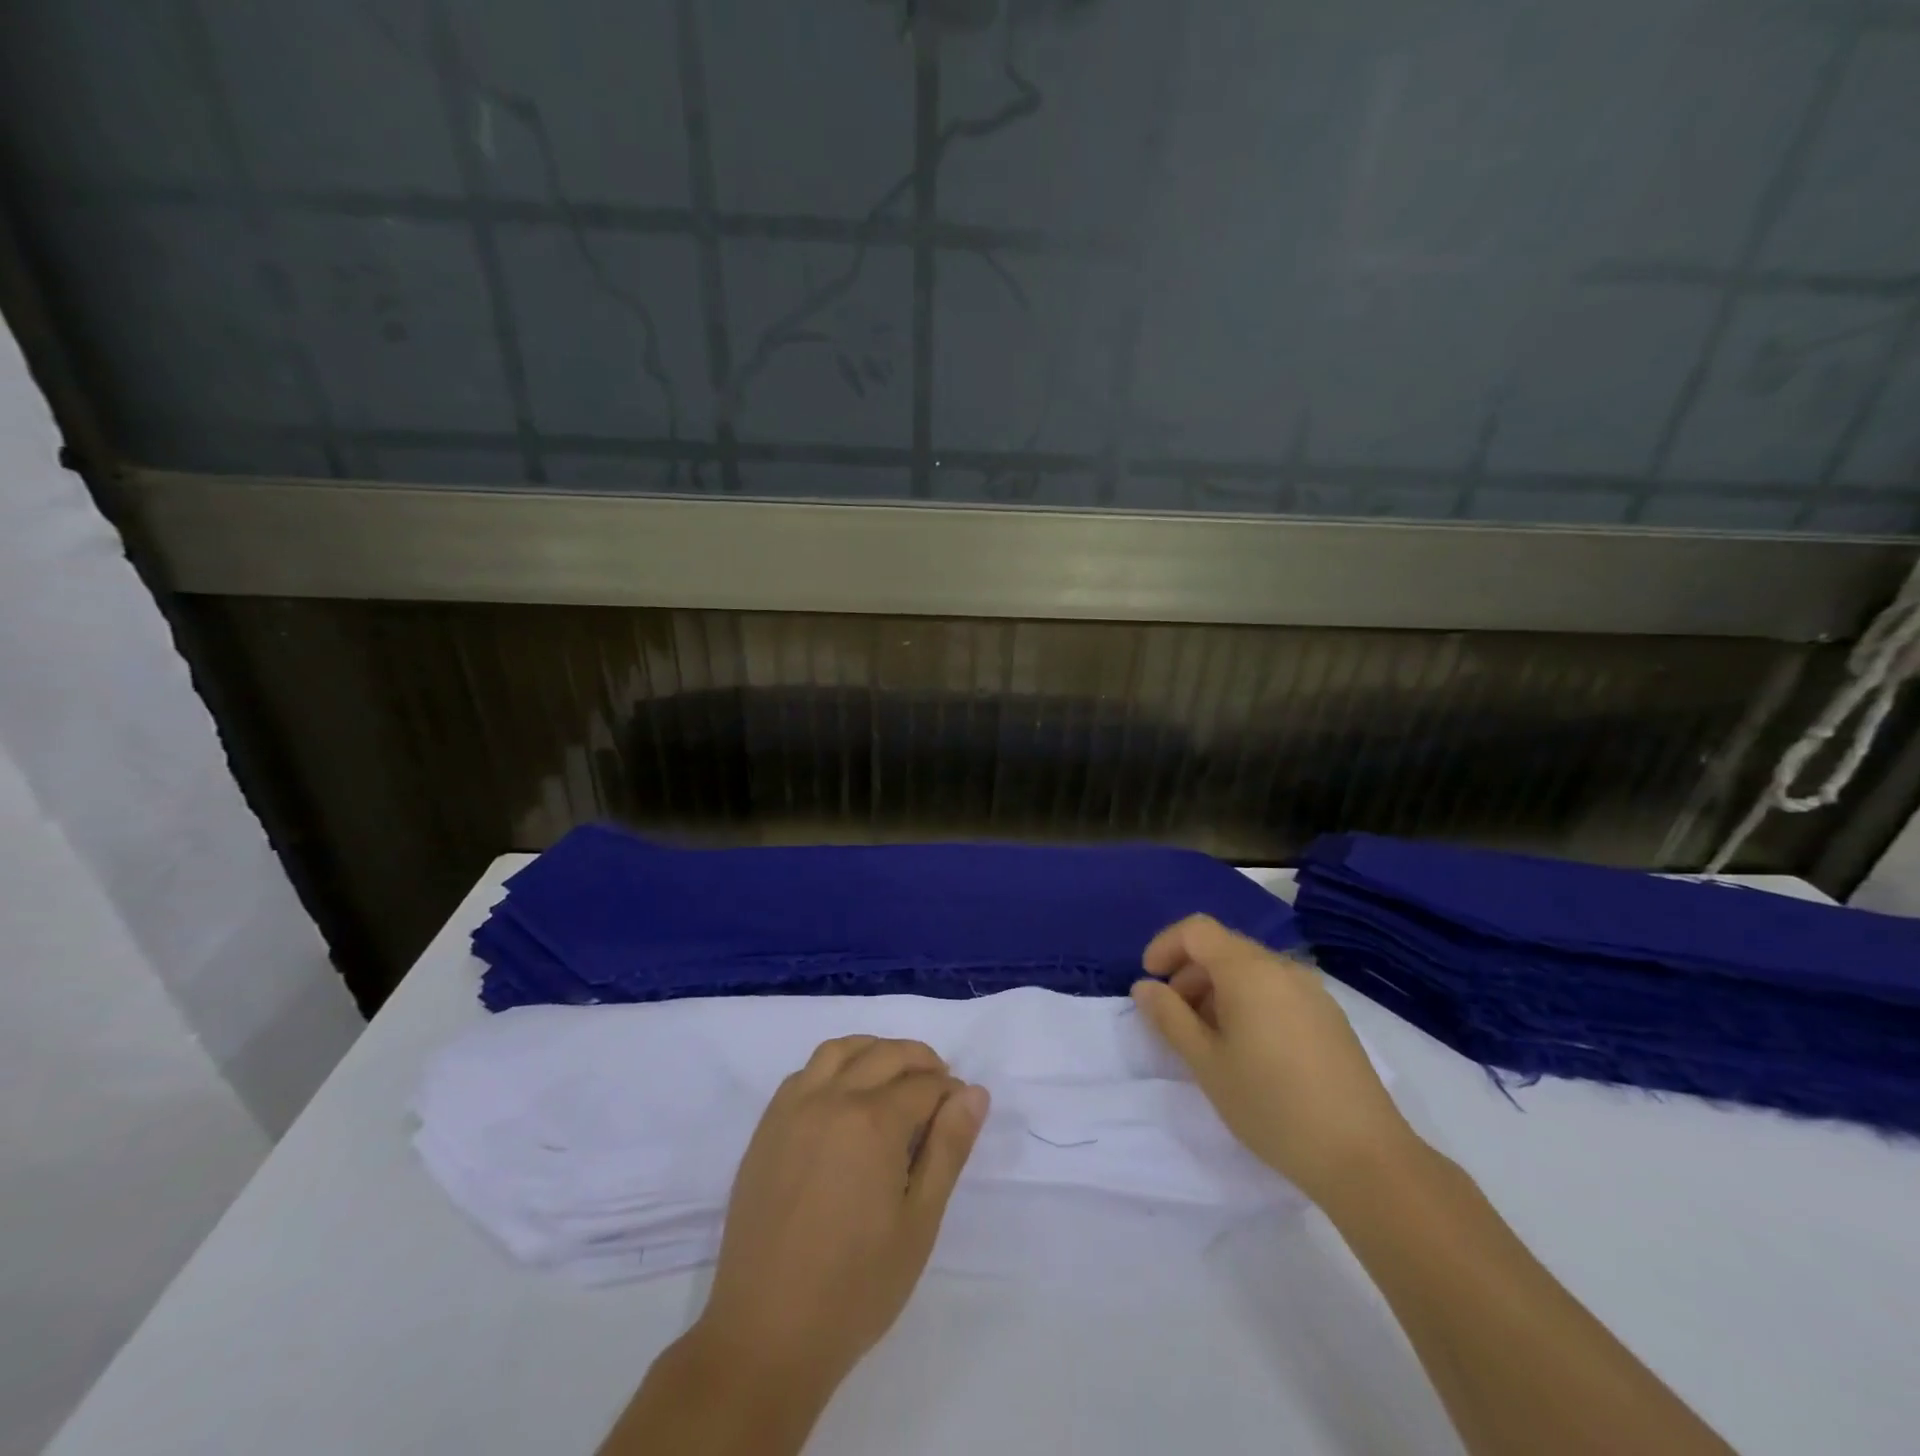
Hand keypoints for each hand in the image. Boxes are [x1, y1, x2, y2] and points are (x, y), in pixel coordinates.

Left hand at [694, 1036, 989, 1392]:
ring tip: (894, 1078)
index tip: (963, 1111)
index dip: (951, 1093)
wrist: (766, 1334)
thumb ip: (948, 1149)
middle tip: (939, 1088)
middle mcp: (831, 1099)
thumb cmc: (856, 1288)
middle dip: (921, 1062)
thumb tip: (974, 1093)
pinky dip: (834, 1067)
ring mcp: (793, 1109)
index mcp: (873, 1122)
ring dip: (875, 1051)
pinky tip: (845, 1097)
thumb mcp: (919, 1223)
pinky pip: (805, 1072)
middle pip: (886, 1055)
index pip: (924, 1085)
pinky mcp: (767, 1127)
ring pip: (840, 1050)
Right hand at [1131, 913, 1417, 1206]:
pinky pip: (1276, 991)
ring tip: (1208, 1038)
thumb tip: (1144, 987)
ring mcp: (1312, 992)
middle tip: (1174, 1018)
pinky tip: (1248, 1050)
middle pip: (1224, 948)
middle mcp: (1282, 968)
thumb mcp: (1206, 1063)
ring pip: (1251, 971)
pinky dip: (1248, 1002)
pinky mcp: (1330, 1018)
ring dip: (1218, 990)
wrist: (1364, 1157)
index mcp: (1249, 970)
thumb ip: (1169, 1018)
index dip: (1165, 946)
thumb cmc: (1271, 1105)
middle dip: (1189, 973)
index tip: (1150, 982)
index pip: (1197, 930)